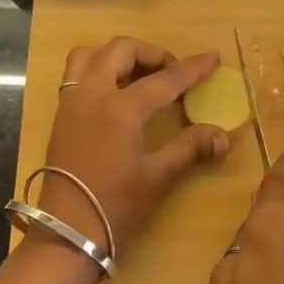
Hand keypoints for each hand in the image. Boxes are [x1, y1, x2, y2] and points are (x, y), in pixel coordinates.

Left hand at [35, 37, 228, 263]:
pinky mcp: (60, 115)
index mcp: (120, 109)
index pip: (164, 79)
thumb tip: (223, 135)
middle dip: (152, 54)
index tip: (213, 58)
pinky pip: (76, 73)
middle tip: (173, 72)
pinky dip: (98, 68)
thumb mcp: (157, 177)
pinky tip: (116, 92)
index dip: (192, 68)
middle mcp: (92, 95)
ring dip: (118, 55)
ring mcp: (71, 102)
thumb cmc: (115, 207)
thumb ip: (190, 147)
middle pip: (121, 51)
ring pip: (91, 54)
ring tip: (140, 74)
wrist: (67, 232)